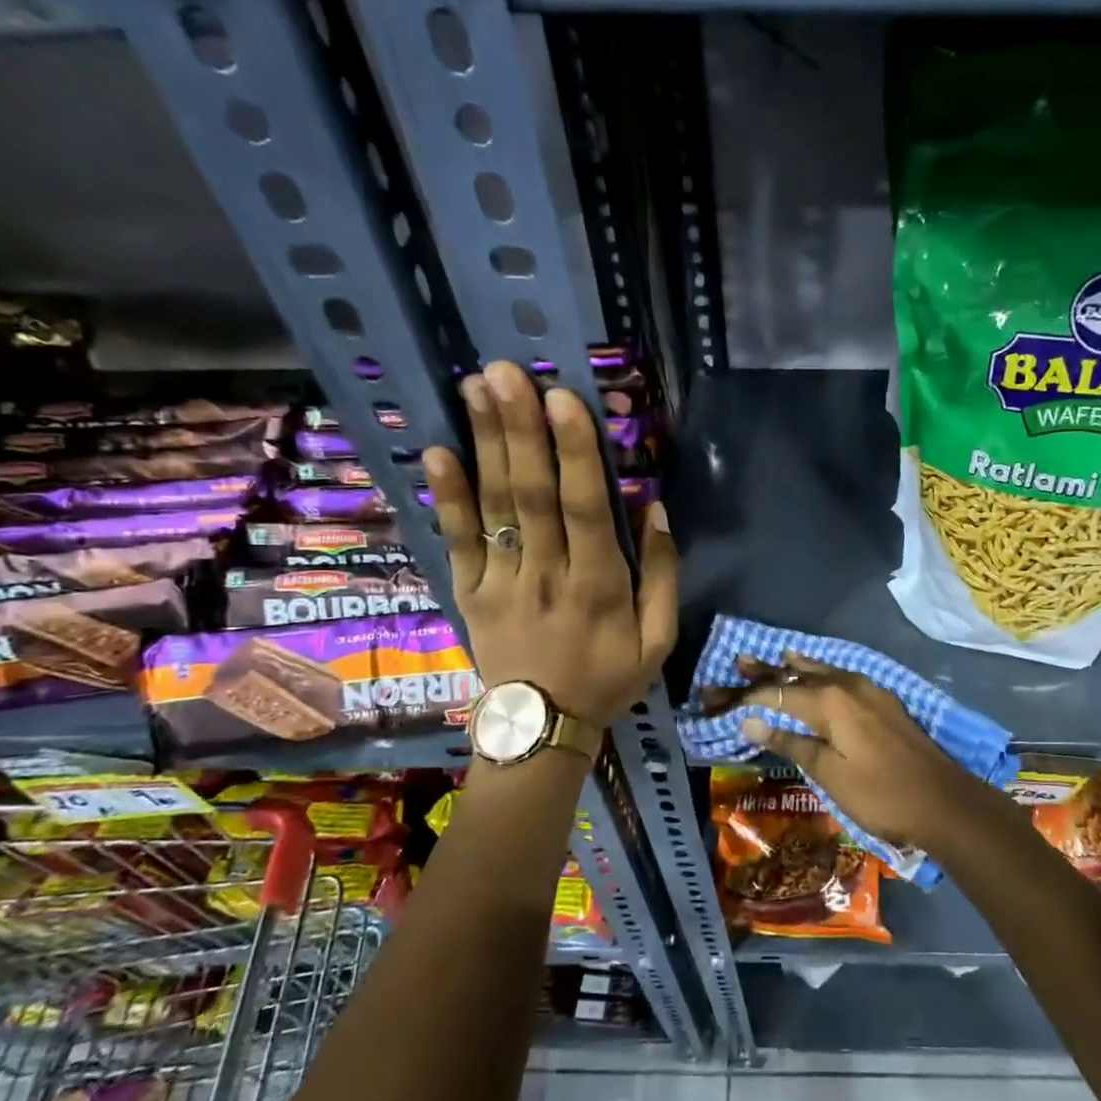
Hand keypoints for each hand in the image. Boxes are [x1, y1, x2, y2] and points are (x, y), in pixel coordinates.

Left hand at [422, 360, 676, 725]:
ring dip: (485, 444)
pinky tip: (438, 451)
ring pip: (494, 506)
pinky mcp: (470, 592)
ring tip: (475, 387)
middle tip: (507, 372)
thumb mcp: (658, 639)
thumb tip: (657, 509)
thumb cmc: (608, 678)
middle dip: (520, 429)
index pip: (586, 508)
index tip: (563, 399)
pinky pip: (457, 541)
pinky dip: (447, 497)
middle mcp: (546, 575)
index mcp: (599, 585)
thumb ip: (663, 575)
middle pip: (531, 495)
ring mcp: (501, 582)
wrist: (542, 728)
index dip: (575, 452)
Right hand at [731, 651, 999, 847]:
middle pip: (799, 673)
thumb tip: (750, 721)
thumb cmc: (880, 793)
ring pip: (823, 671)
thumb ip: (790, 742)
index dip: (747, 696)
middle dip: (767, 671)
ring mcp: (869, 689)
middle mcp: (847, 684)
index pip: (778, 692)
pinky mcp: (883, 700)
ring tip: (772, 657)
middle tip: (738, 662)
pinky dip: (821, 673)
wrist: (942, 800)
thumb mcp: (829, 773)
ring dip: (795, 667)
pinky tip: (818, 673)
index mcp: (829, 701)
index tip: (720, 698)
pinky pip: (842, 677)